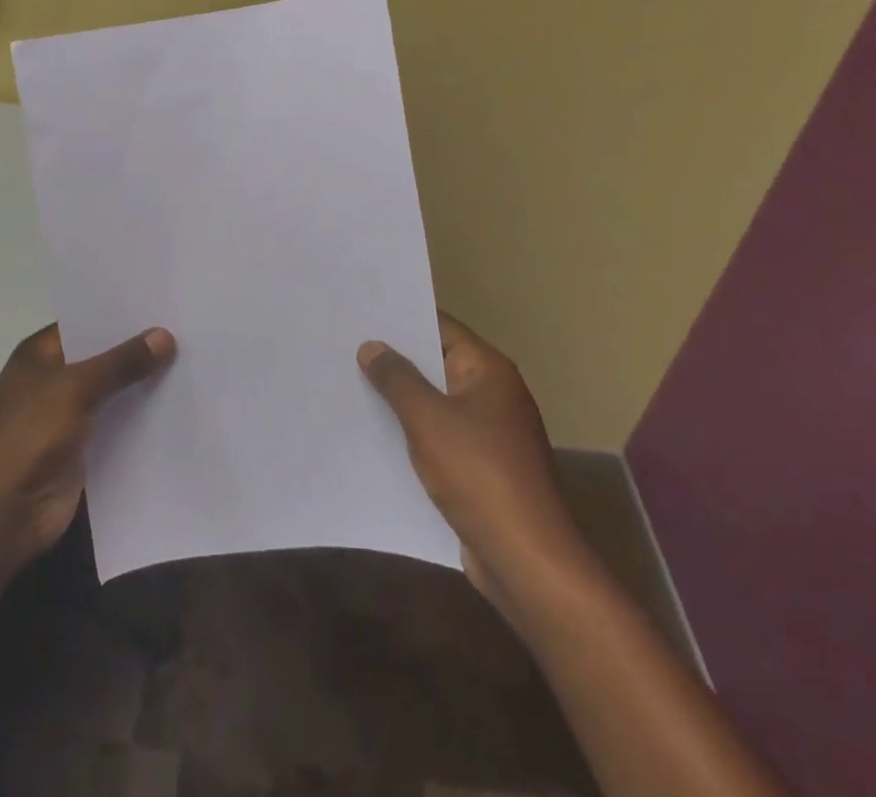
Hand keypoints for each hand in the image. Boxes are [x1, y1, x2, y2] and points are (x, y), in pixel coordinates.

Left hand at [0, 324, 175, 571]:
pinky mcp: (81, 450)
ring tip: (192, 363)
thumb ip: (122, 362)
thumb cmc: (29, 437)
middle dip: (138, 349)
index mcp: (39, 355)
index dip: (121, 314)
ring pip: (112, 392)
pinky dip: (141, 419)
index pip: (86, 322)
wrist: (2, 516)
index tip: (163, 304)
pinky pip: (117, 425)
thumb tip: (165, 335)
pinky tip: (177, 407)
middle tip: (187, 330)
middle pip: (102, 358)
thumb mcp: (77, 388)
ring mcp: (65, 417)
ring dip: (142, 385)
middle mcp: (52, 381)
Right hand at [359, 313, 598, 621]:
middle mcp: (493, 394)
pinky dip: (415, 433)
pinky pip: (442, 437)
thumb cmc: (479, 475)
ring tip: (352, 385)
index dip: (402, 318)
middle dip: (396, 360)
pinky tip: (379, 435)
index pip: (441, 327)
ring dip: (403, 399)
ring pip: (438, 403)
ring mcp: (491, 433)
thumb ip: (397, 379)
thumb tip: (372, 346)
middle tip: (347, 346)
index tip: (363, 313)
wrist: (527, 561)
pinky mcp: (484, 468)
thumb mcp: (428, 420)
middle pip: (438, 363)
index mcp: (488, 370)